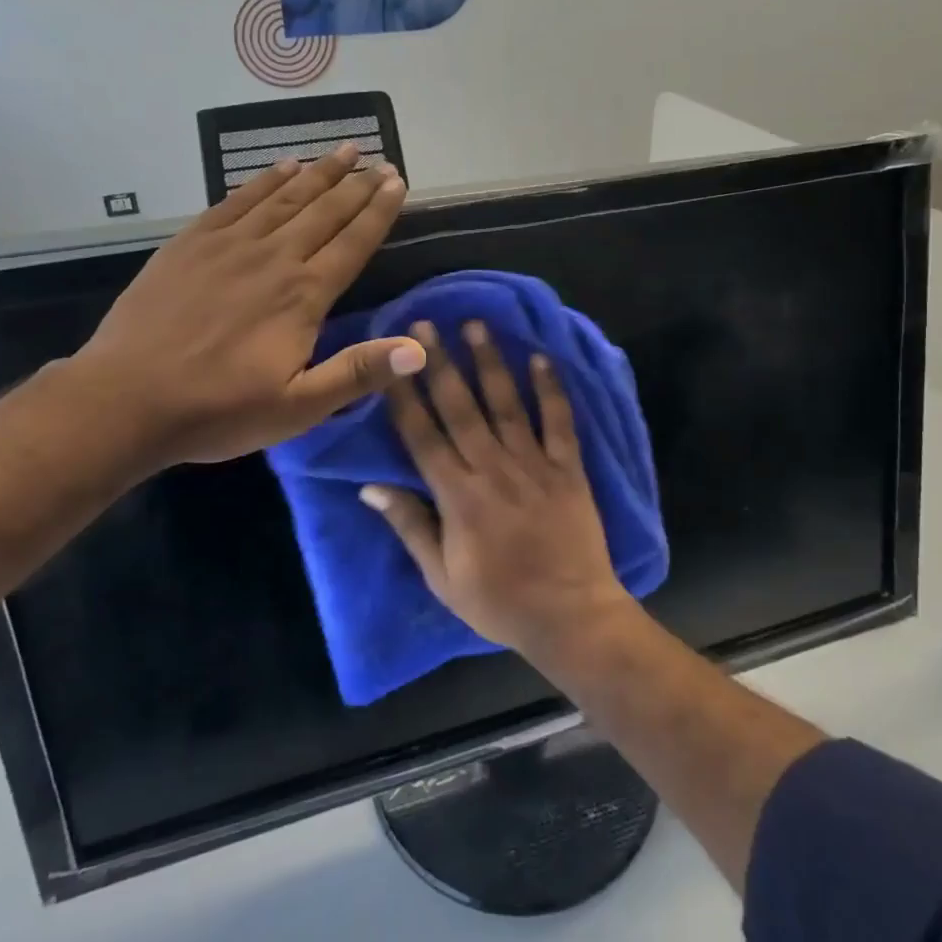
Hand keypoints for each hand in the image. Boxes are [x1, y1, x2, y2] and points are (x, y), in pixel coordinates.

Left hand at [73, 146, 423, 466]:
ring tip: (342, 151)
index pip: (353, 243)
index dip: (379, 211)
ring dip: (318, 172)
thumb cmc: (218, 410)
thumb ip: (358, 372)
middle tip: (379, 160)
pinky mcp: (191, 243)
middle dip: (356, 184)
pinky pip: (236, 200)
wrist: (126, 399)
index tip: (397, 181)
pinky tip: (281, 167)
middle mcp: (273, 258)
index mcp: (303, 295)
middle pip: (324, 212)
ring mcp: (228, 245)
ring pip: (284, 198)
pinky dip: (263, 180)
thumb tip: (419, 350)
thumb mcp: (298, 407)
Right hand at [361, 320, 635, 657]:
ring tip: (476, 325)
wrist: (571, 617)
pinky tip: (542, 358)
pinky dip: (552, 389)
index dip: (404, 395)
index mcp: (457, 496)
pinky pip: (560, 423)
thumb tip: (370, 487)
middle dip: (440, 364)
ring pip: (507, 405)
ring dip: (490, 363)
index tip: (391, 359)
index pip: (422, 435)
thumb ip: (410, 526)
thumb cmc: (499, 601)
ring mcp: (534, 465)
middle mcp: (493, 469)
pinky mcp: (569, 469)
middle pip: (461, 408)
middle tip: (425, 324)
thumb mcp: (442, 577)